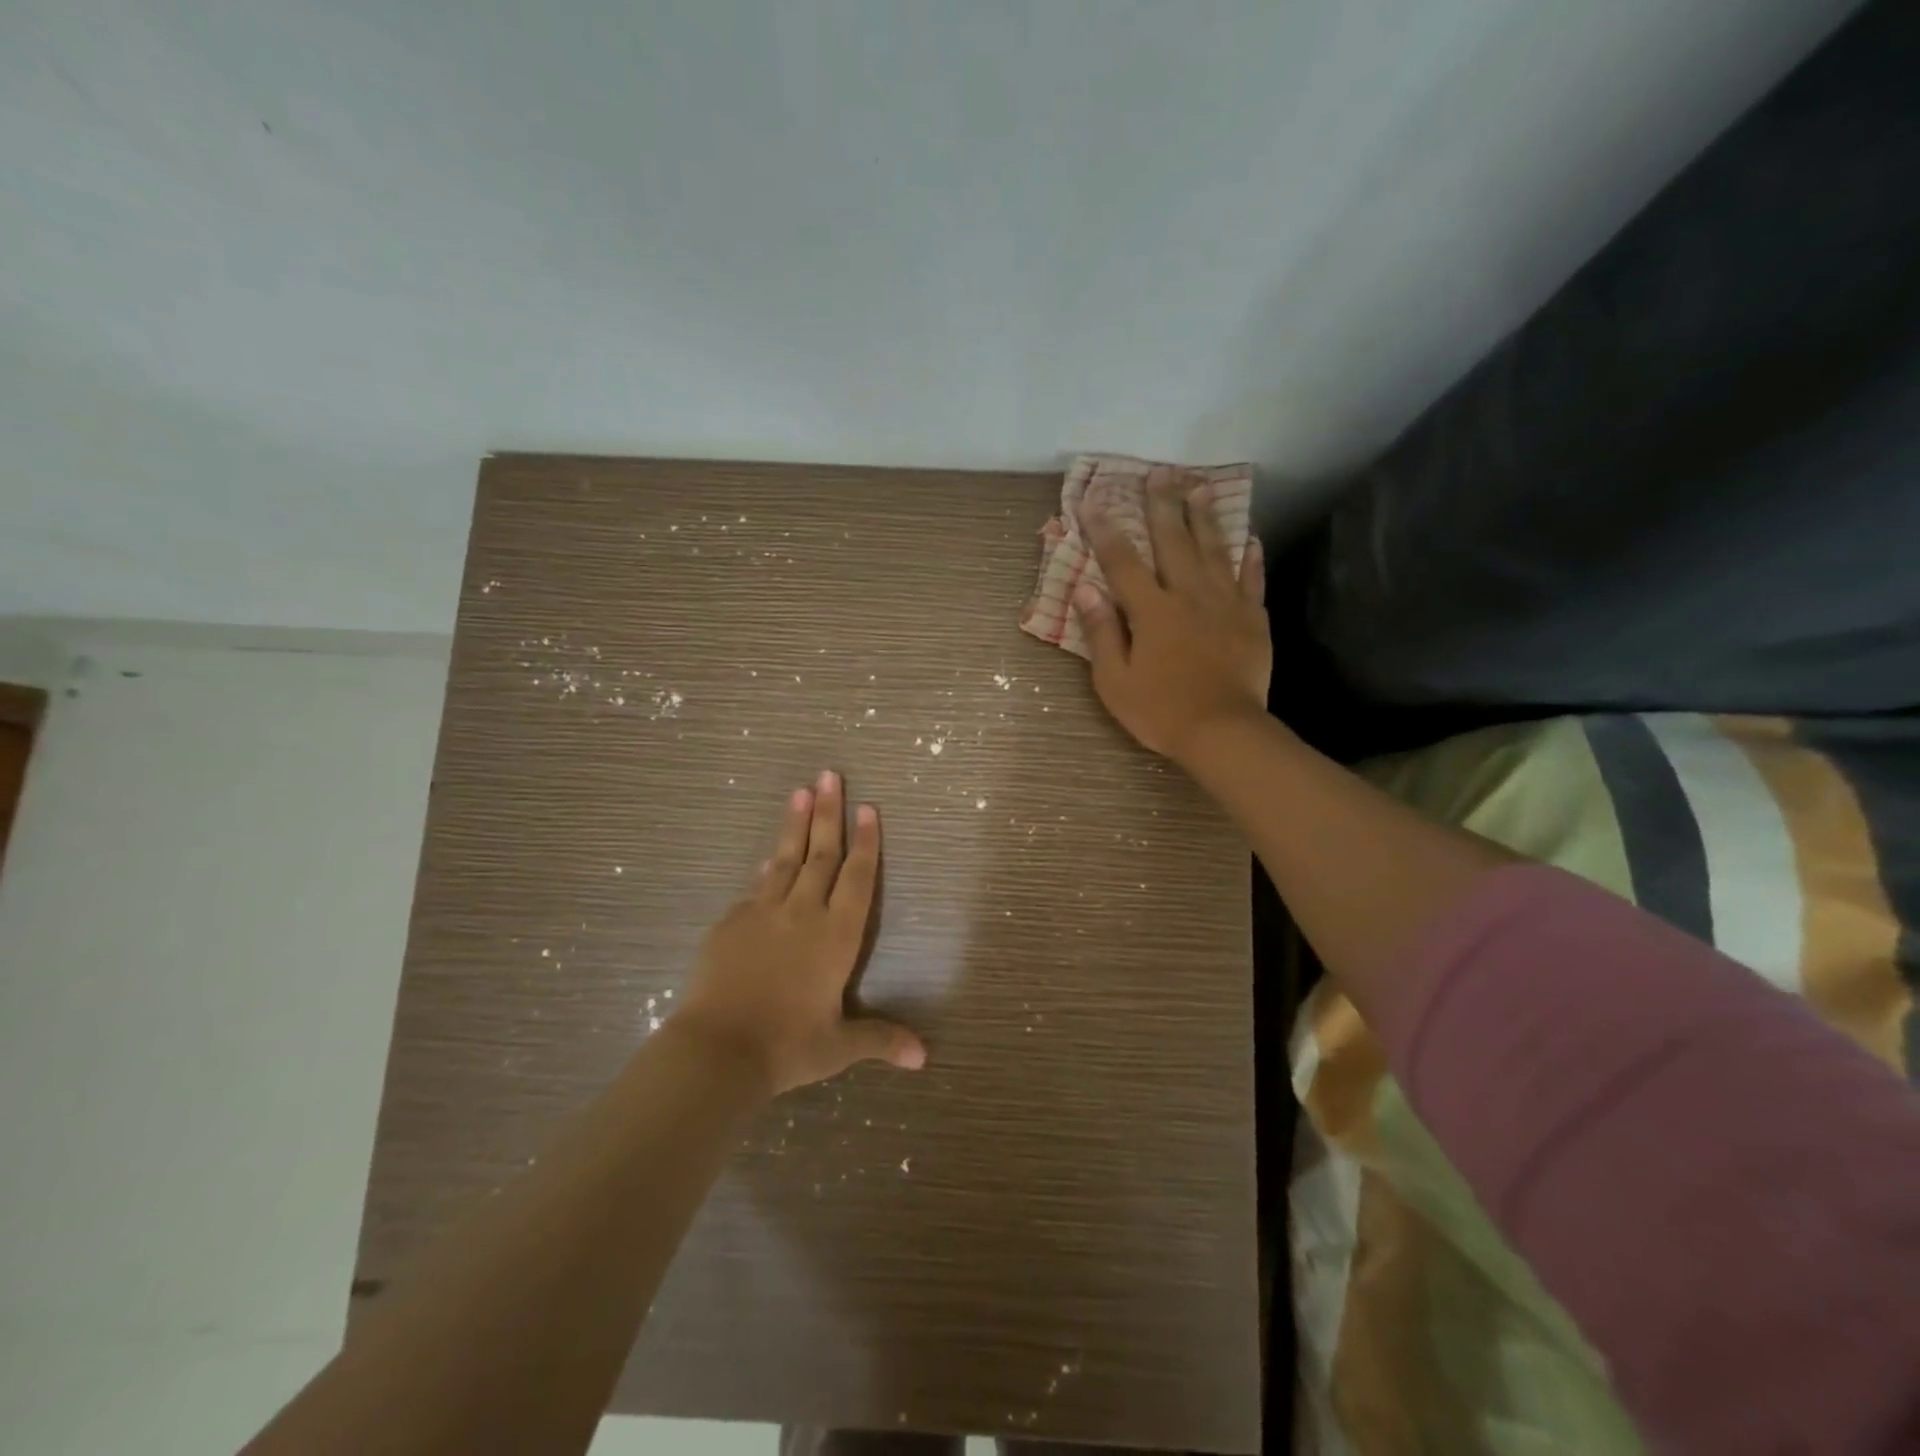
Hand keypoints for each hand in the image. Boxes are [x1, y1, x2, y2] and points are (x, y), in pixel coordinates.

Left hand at [672, 771, 925, 1096]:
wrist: (718, 1049)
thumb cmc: (787, 1046)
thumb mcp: (838, 1046)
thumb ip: (880, 1039)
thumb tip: (924, 1056)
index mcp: (836, 936)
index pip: (856, 878)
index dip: (865, 842)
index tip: (868, 807)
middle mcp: (803, 913)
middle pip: (820, 854)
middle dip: (828, 812)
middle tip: (830, 774)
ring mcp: (764, 913)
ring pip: (785, 858)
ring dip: (795, 824)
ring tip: (801, 790)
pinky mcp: (731, 922)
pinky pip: (756, 887)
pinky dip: (767, 869)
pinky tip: (768, 859)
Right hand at [1073, 467, 1270, 762]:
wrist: (1223, 731)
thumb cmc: (1160, 710)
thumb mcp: (1114, 680)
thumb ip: (1102, 631)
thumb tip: (1084, 589)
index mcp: (1152, 610)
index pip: (1122, 562)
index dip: (1105, 530)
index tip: (1092, 501)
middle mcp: (1188, 595)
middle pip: (1173, 541)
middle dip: (1163, 505)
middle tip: (1160, 473)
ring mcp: (1225, 603)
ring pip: (1214, 549)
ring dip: (1205, 516)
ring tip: (1199, 487)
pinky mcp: (1252, 618)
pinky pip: (1251, 579)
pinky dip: (1249, 557)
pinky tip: (1249, 539)